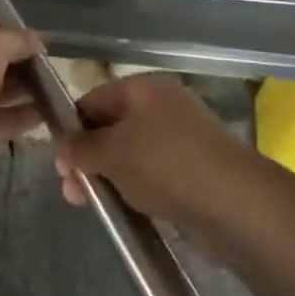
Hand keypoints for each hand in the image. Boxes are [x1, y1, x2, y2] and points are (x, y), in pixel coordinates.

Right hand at [53, 73, 254, 224]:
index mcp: (143, 88)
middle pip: (111, 127)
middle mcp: (162, 106)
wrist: (235, 202)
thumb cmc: (166, 164)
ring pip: (131, 153)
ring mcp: (180, 137)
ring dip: (110, 176)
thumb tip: (60, 148)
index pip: (92, 100)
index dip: (71, 129)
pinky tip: (129, 207)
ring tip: (97, 205)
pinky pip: (152, 172)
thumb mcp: (113, 152)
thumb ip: (81, 148)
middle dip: (89, 158)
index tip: (59, 163)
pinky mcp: (193, 168)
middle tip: (73, 193)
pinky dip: (136, 187)